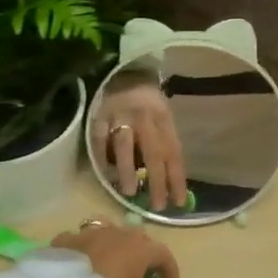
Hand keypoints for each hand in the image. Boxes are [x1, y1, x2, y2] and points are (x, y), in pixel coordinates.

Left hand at [51, 224, 179, 277]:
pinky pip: (74, 241)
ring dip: (109, 245)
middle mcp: (113, 236)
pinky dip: (79, 250)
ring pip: (104, 231)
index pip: (161, 253)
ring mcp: (84, 236)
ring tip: (105, 262)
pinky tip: (75, 266)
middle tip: (138, 270)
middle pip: (134, 236)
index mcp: (137, 252)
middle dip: (139, 251)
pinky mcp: (58, 244)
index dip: (168, 266)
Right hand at [92, 77, 187, 210]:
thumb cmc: (148, 101)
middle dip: (157, 181)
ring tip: (130, 193)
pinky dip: (102, 158)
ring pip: (125, 145)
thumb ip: (165, 142)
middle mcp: (145, 117)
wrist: (124, 71)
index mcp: (164, 118)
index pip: (173, 152)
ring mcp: (120, 115)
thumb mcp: (163, 116)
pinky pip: (100, 140)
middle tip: (157, 206)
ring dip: (128, 170)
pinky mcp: (99, 116)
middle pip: (153, 152)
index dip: (177, 178)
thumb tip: (168, 180)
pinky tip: (106, 175)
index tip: (178, 203)